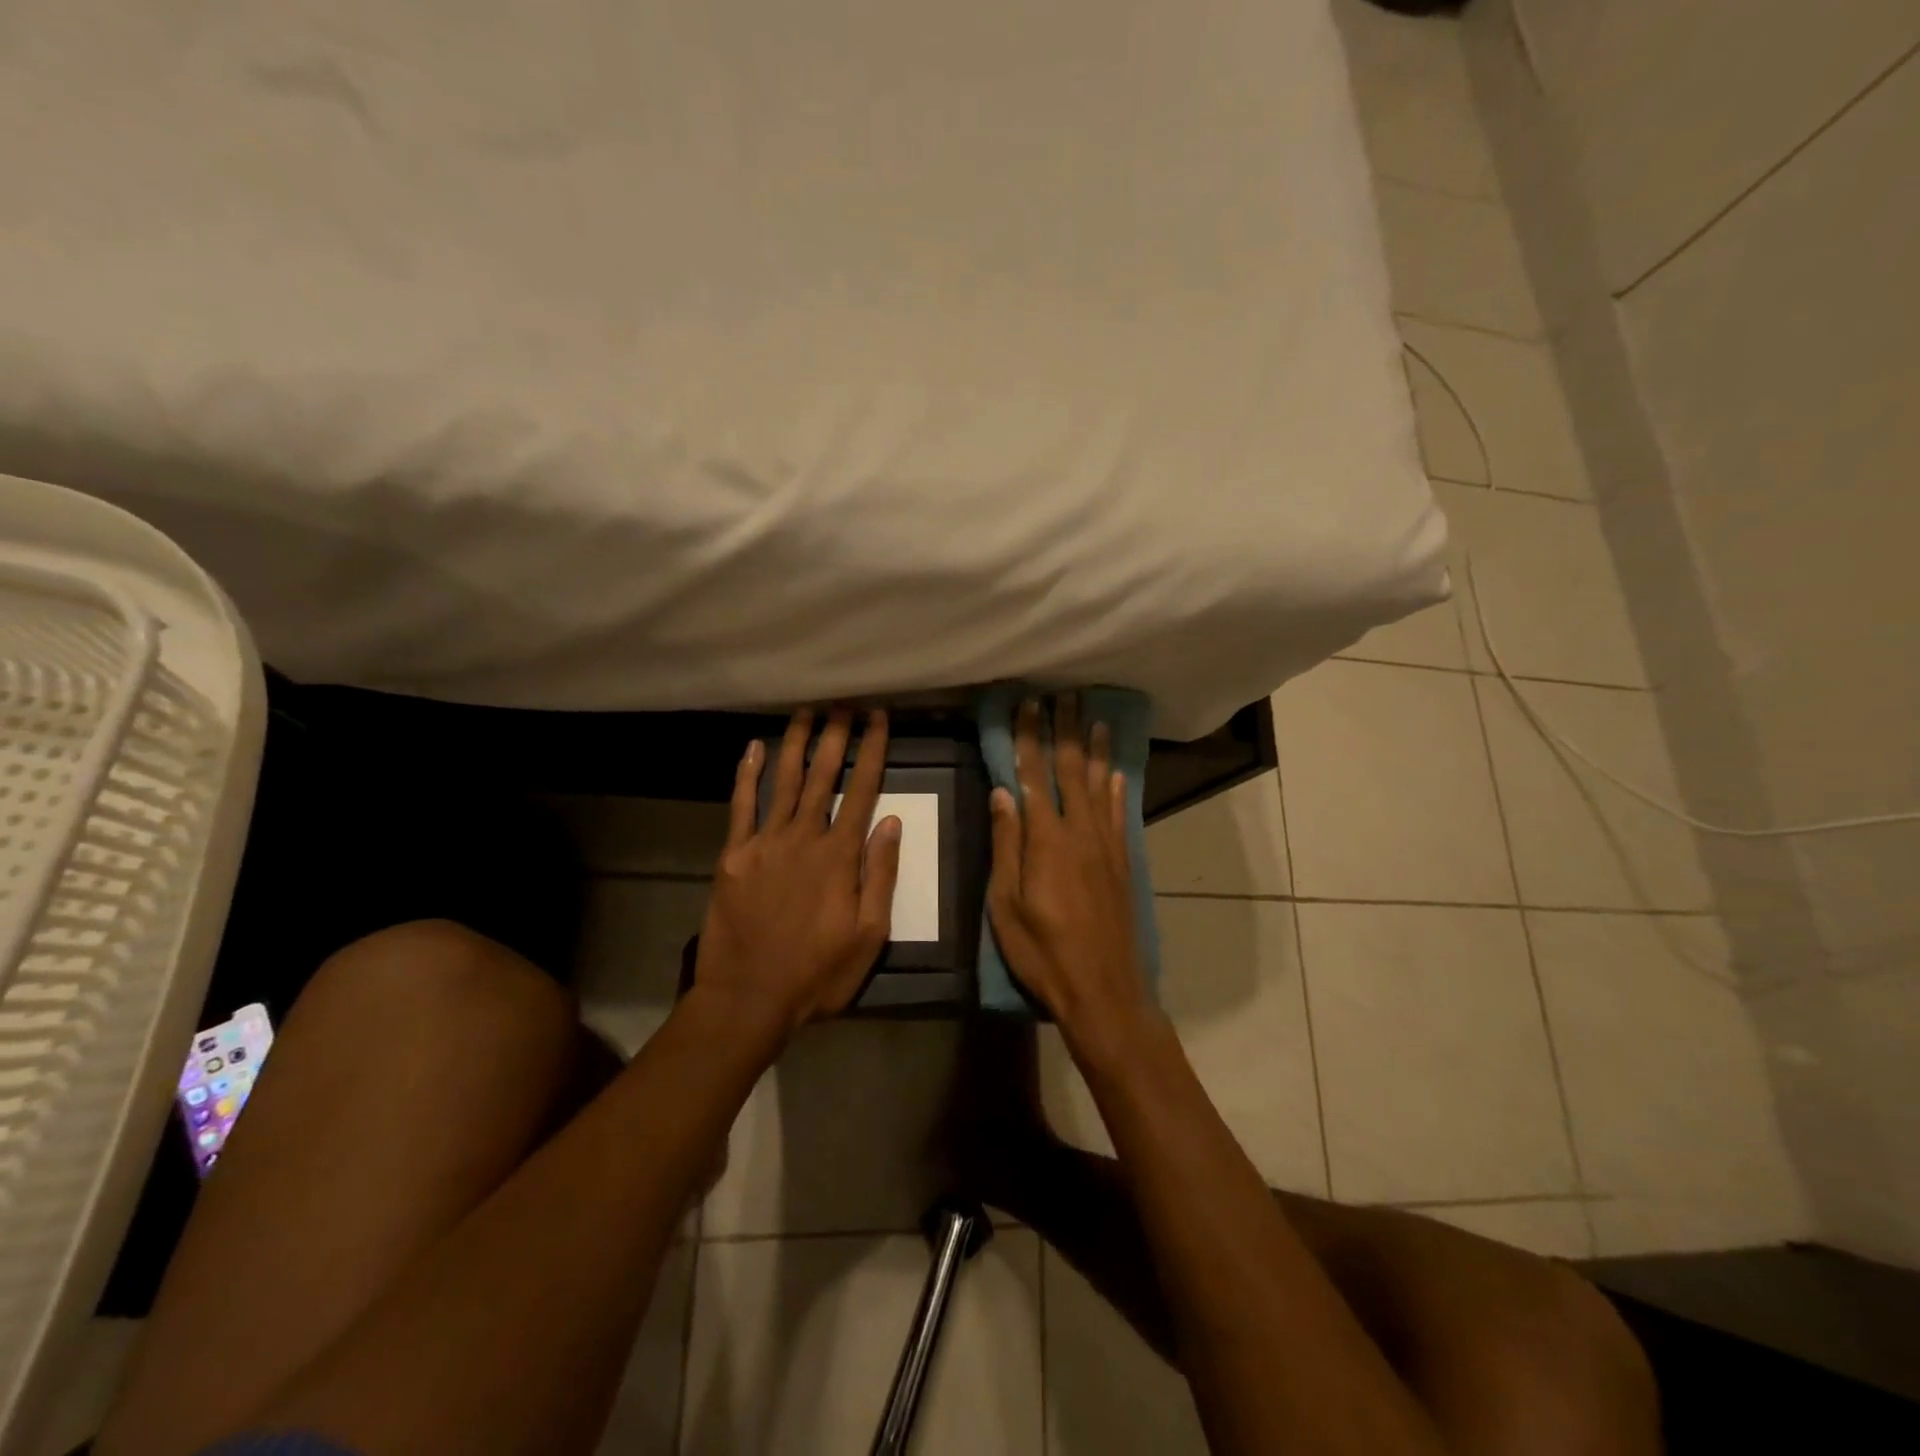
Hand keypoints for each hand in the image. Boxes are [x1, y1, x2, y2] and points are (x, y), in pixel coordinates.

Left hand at [694, 708, 901, 1038]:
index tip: (878, 717)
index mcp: (839, 856)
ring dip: (796, 743)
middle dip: (836, 735)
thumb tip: (890, 821)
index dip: (872, 750)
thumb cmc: (818, 973)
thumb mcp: (869, 935)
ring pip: (784, 781)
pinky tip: (752, 748)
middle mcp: (803, 837)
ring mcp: (764, 843)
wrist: (748, 998)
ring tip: (806, 710)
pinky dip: (746, 774)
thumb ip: (879, 874)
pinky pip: (741, 806)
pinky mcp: (733, 855)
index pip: (862, 790)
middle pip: (823, 775)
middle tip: (844, 701)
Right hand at [987, 696, 1153, 1058]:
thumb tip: (1002, 792)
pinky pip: (1118, 814)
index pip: (1034, 777)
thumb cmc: (1043, 952)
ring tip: (1094, 718)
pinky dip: (1117, 789)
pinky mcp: (1122, 864)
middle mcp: (1080, 833)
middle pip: (1072, 771)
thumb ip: (1006, 845)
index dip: (1028, 739)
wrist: (1104, 990)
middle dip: (1065, 731)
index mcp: (1046, 840)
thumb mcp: (1006, 904)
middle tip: (1063, 695)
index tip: (1027, 705)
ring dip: (1095, 750)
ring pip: (1100, 786)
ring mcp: (1106, 847)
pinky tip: (1117, 773)